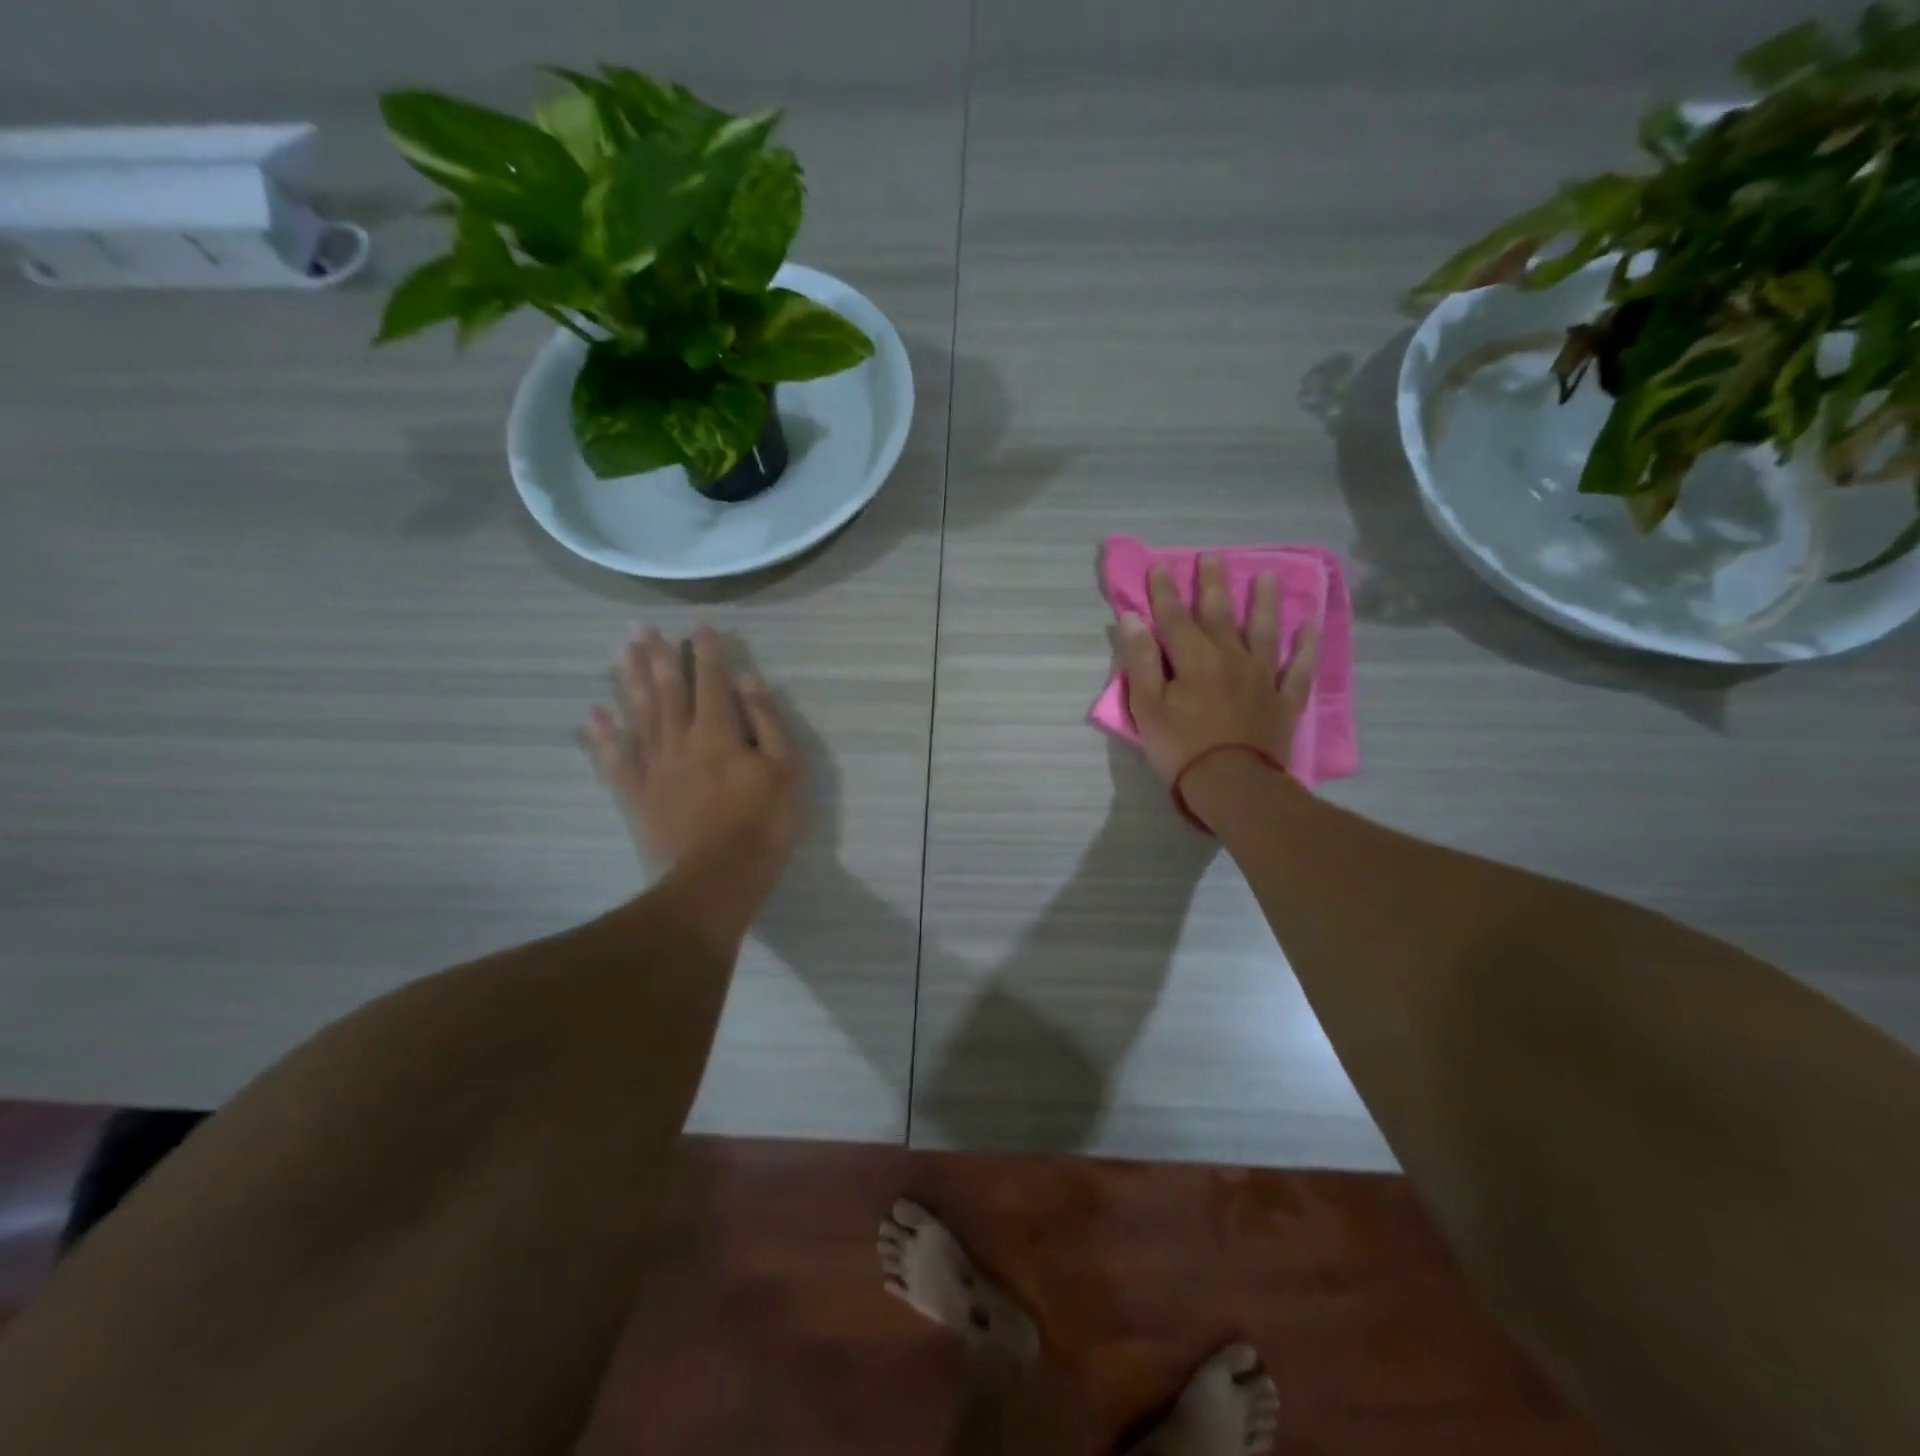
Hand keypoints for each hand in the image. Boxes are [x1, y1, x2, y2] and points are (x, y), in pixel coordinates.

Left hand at [582, 627, 802, 879]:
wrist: (715, 880)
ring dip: (628, 681)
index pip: (712, 681)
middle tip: (640, 626)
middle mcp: (681, 741)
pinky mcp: (636, 796)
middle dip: (656, 656)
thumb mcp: (786, 770)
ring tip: (619, 651)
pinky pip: (615, 759)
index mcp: (719, 733)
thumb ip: (767, 721)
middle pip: (666, 690)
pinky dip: (603, 735)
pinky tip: (594, 714)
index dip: (706, 652)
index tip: (699, 626)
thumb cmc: (763, 824)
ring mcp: (654, 768)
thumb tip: (746, 679)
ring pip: (639, 715)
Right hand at [1116, 555, 1318, 784]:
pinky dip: (1304, 647)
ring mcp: (1262, 677)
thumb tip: (1132, 618)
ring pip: (1264, 631)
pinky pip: (1297, 669)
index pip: (1174, 617)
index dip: (1164, 591)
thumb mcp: (1147, 706)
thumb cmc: (1181, 747)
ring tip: (1267, 576)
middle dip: (1213, 584)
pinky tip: (1309, 627)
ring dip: (1264, 602)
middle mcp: (1231, 657)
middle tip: (1213, 556)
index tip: (1160, 565)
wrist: (1232, 785)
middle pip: (1220, 614)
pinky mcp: (1283, 700)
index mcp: (1194, 659)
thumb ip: (1140, 660)